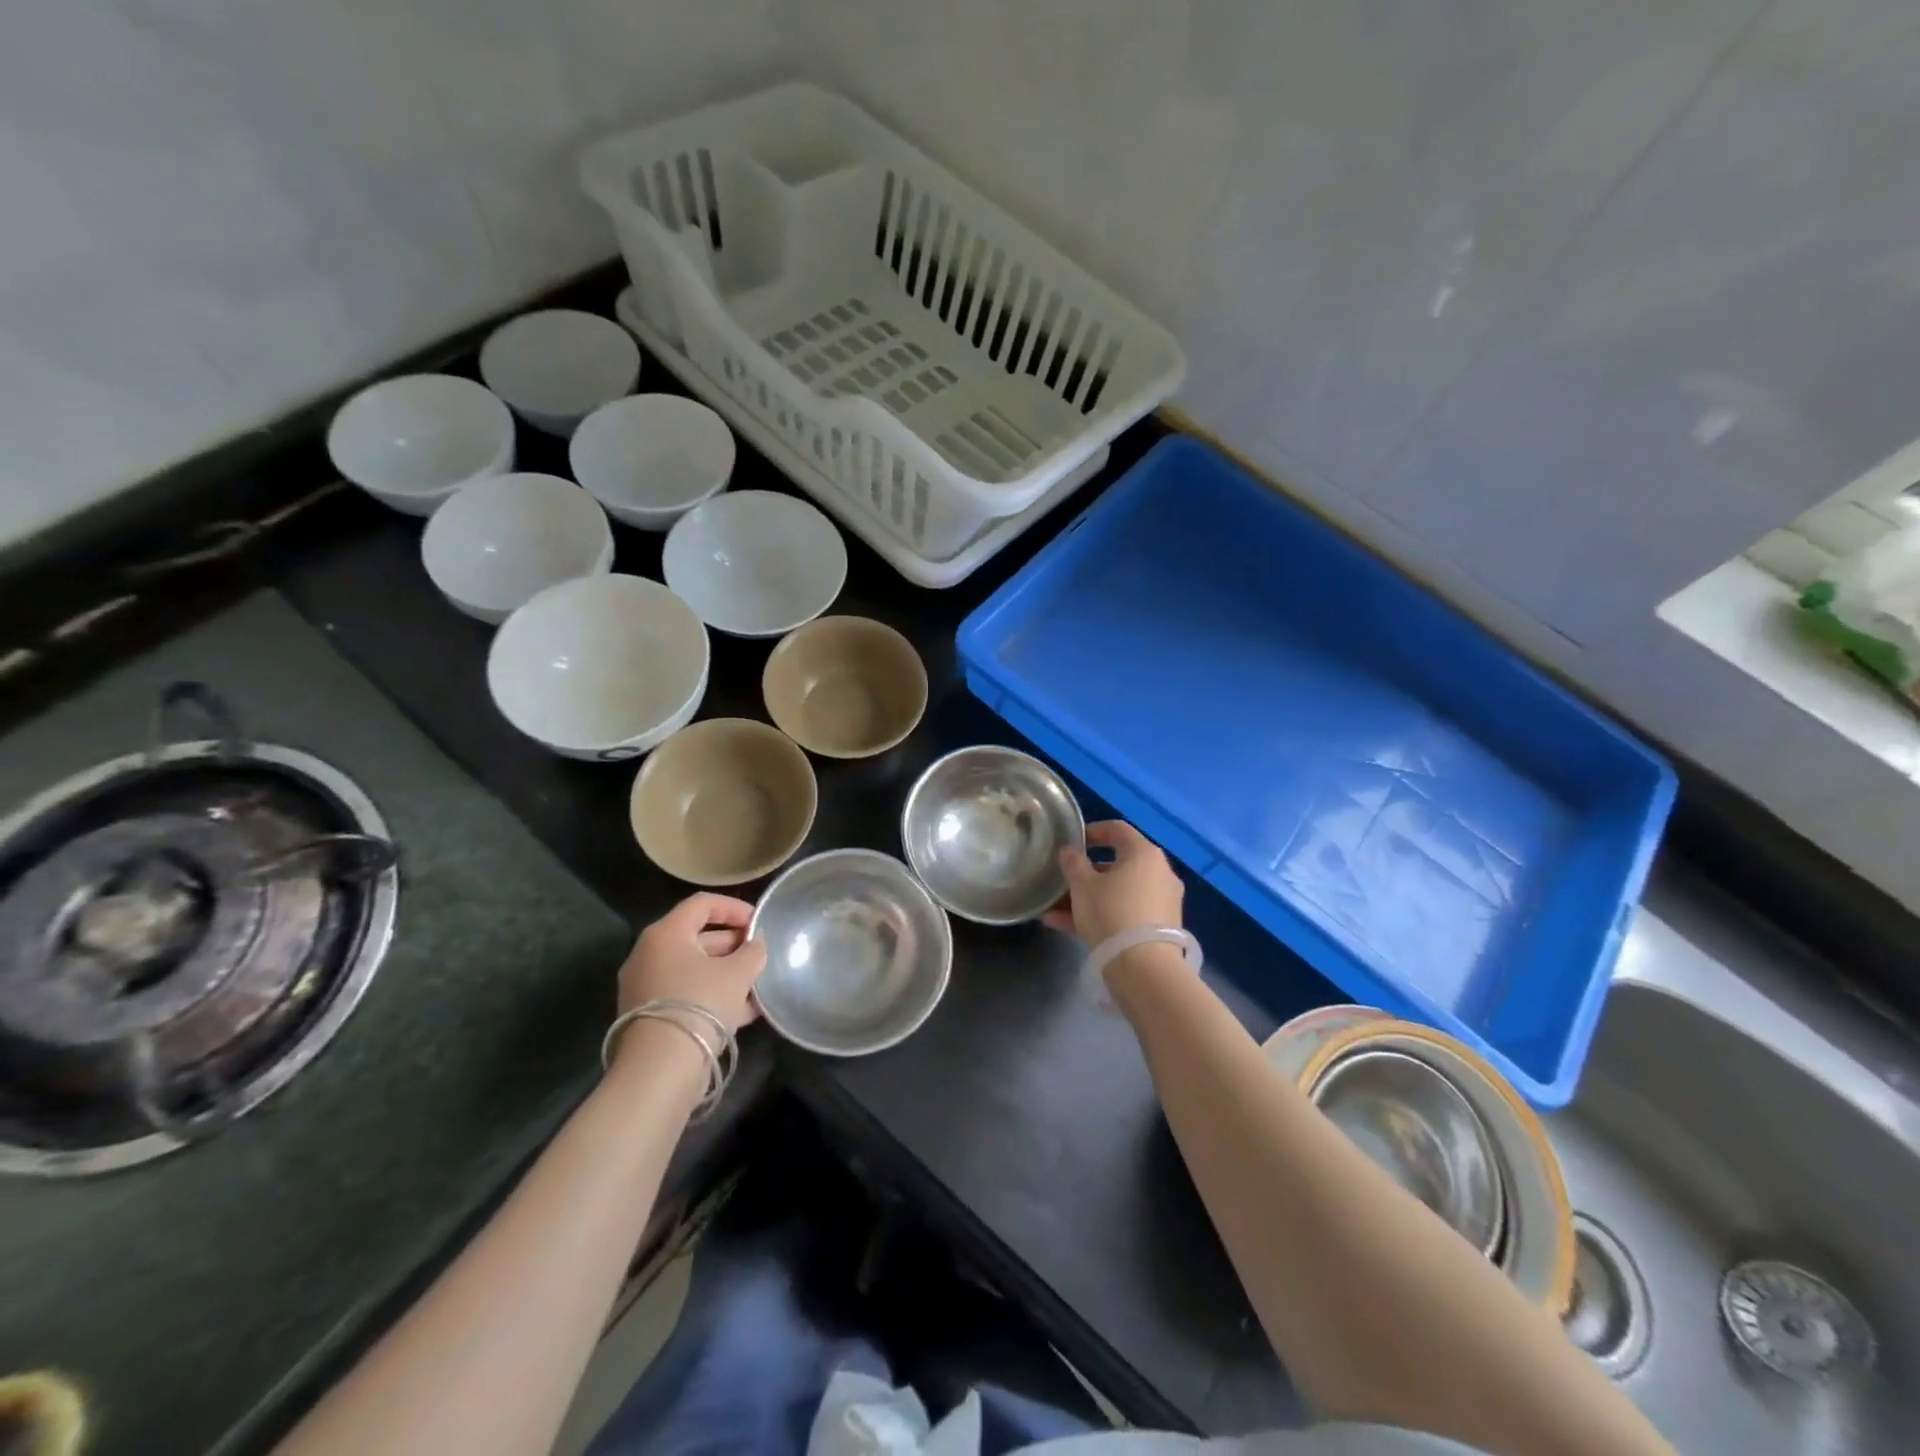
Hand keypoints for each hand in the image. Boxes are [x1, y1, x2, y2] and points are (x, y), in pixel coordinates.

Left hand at [616, 893, 767, 1032]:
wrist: (661, 1068)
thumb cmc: (700, 1003)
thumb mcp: (738, 973)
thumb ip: (753, 952)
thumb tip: (756, 945)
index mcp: (666, 934)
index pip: (702, 904)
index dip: (734, 908)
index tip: (759, 922)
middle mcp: (650, 955)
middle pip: (698, 937)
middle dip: (734, 945)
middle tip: (760, 955)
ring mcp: (646, 987)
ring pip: (694, 970)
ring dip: (727, 973)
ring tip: (758, 985)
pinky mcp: (650, 1016)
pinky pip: (687, 994)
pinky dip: (713, 996)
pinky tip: (744, 1011)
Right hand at [1042, 820, 1184, 947]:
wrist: (1143, 968)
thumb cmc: (1110, 912)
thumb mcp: (1082, 885)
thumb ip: (1073, 863)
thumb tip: (1069, 851)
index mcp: (1144, 854)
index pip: (1117, 830)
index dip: (1093, 831)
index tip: (1072, 842)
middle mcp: (1159, 873)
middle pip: (1117, 865)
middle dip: (1086, 874)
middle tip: (1063, 881)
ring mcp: (1162, 902)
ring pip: (1118, 892)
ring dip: (1088, 898)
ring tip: (1055, 911)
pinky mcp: (1160, 928)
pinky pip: (1125, 912)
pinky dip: (1101, 915)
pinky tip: (1066, 927)